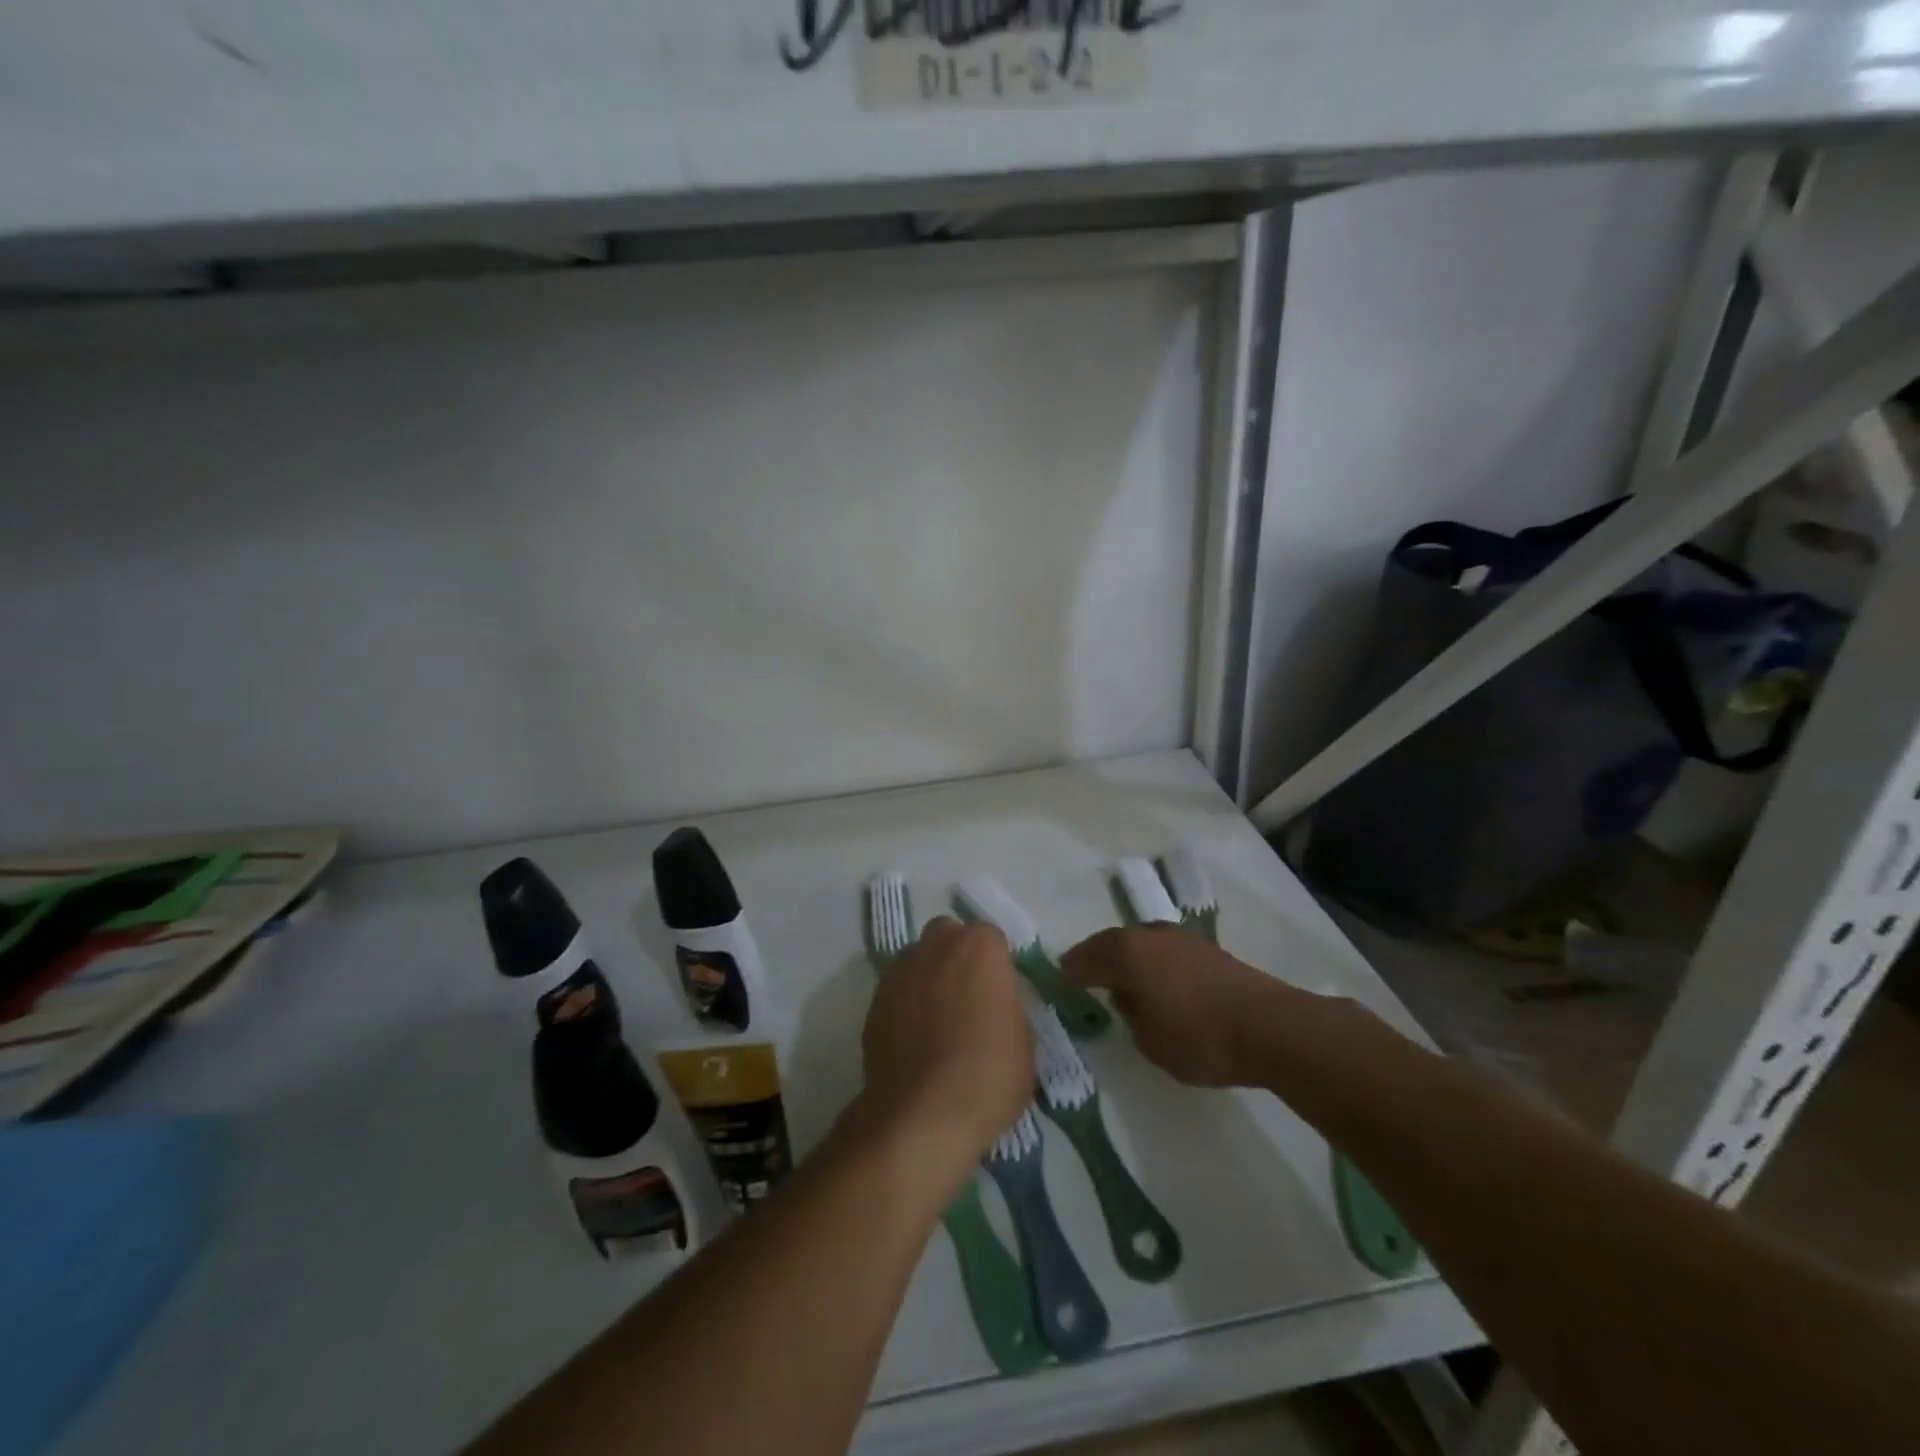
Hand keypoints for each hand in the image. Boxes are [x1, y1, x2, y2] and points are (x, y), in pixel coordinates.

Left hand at [856, 917, 1034, 1187]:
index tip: (1000, 997)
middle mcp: (937, 945)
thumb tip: (994, 1005)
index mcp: (980, 947)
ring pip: (920, 959)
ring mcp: (901, 970)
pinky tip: (915, 1040)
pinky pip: (898, 990)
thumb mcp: (1024, 1042)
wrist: (921, 1116)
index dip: (997, 968)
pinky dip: (907, 1004)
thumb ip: (1008, 1006)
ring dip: (930, 977)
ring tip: (939, 1022)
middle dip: (959, 958)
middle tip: (970, 1001)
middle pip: (950, 937)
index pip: (993, 941)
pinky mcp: (874, 999)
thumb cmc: (987, 1076)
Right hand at [1061, 927, 1288, 1087]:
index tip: (1058, 980)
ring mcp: (1180, 938)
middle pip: (1111, 943)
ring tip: (1121, 980)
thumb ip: (1130, 1015)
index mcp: (1126, 953)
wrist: (1269, 1026)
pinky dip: (1152, 963)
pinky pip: (1164, 951)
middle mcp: (1148, 935)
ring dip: (1127, 958)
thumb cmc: (1199, 1037)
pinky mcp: (1206, 948)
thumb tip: (1128, 997)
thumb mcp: (1149, 1041)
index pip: (1085, 958)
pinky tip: (1157, 982)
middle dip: (1096, 959)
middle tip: (1083, 976)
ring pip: (1140, 943)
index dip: (1069, 971)